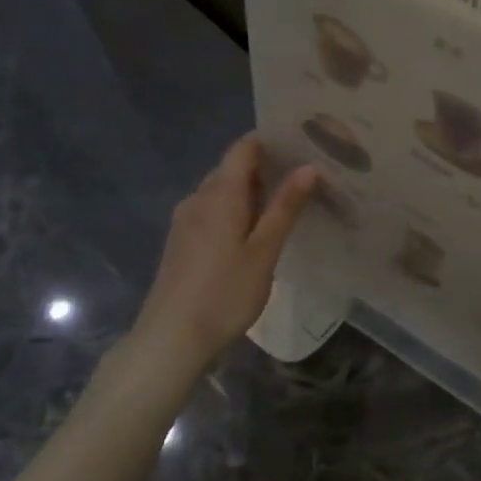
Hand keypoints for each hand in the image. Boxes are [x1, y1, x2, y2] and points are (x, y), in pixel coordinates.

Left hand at [130, 135, 316, 374]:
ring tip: (286, 207)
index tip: (303, 146)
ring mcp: (185, 220)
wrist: (171, 338)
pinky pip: (212, 212)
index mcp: (220, 193)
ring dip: (251, 194)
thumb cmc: (225, 293)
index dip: (272, 142)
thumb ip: (285, 208)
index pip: (244, 148)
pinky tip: (254, 234)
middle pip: (232, 169)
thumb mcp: (264, 251)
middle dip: (266, 169)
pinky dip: (235, 213)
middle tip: (305, 180)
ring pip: (222, 192)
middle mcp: (198, 197)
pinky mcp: (181, 242)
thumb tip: (309, 167)